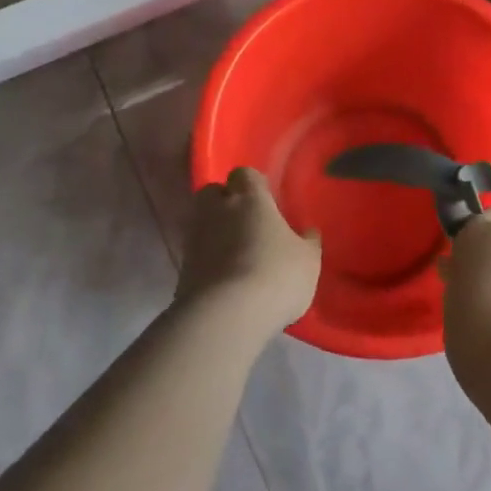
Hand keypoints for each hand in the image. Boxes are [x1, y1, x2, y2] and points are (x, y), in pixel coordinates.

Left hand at [178, 168, 320, 337]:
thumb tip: (308, 231)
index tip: (267, 200)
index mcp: (250, 198)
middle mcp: (217, 210)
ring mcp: (194, 239)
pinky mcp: (181, 269)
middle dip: (225, 202)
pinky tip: (226, 280)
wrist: (226, 316)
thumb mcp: (308, 260)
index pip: (245, 174)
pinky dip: (208, 261)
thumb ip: (308, 242)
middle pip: (212, 192)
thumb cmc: (276, 275)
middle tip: (246, 222)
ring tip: (237, 255)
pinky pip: (196, 254)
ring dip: (215, 232)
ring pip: (202, 223)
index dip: (254, 185)